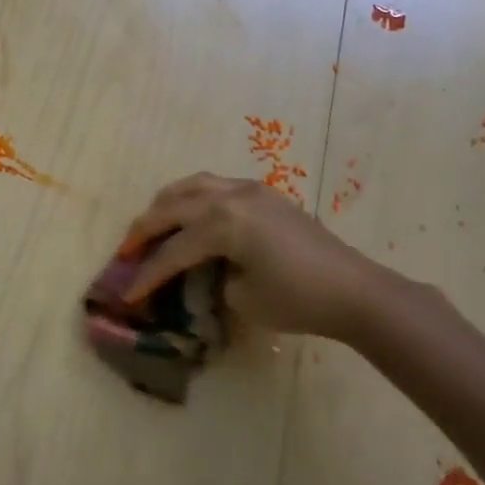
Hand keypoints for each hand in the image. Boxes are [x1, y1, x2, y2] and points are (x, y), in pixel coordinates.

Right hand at [121, 173, 408, 342]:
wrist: (356, 291)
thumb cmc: (299, 300)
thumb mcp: (242, 298)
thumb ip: (210, 279)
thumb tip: (201, 272)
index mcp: (223, 223)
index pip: (173, 249)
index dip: (147, 273)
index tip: (127, 292)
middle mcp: (230, 196)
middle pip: (173, 207)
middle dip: (145, 229)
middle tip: (127, 251)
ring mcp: (249, 190)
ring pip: (192, 185)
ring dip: (166, 204)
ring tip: (152, 224)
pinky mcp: (265, 194)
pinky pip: (215, 186)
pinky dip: (193, 197)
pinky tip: (190, 215)